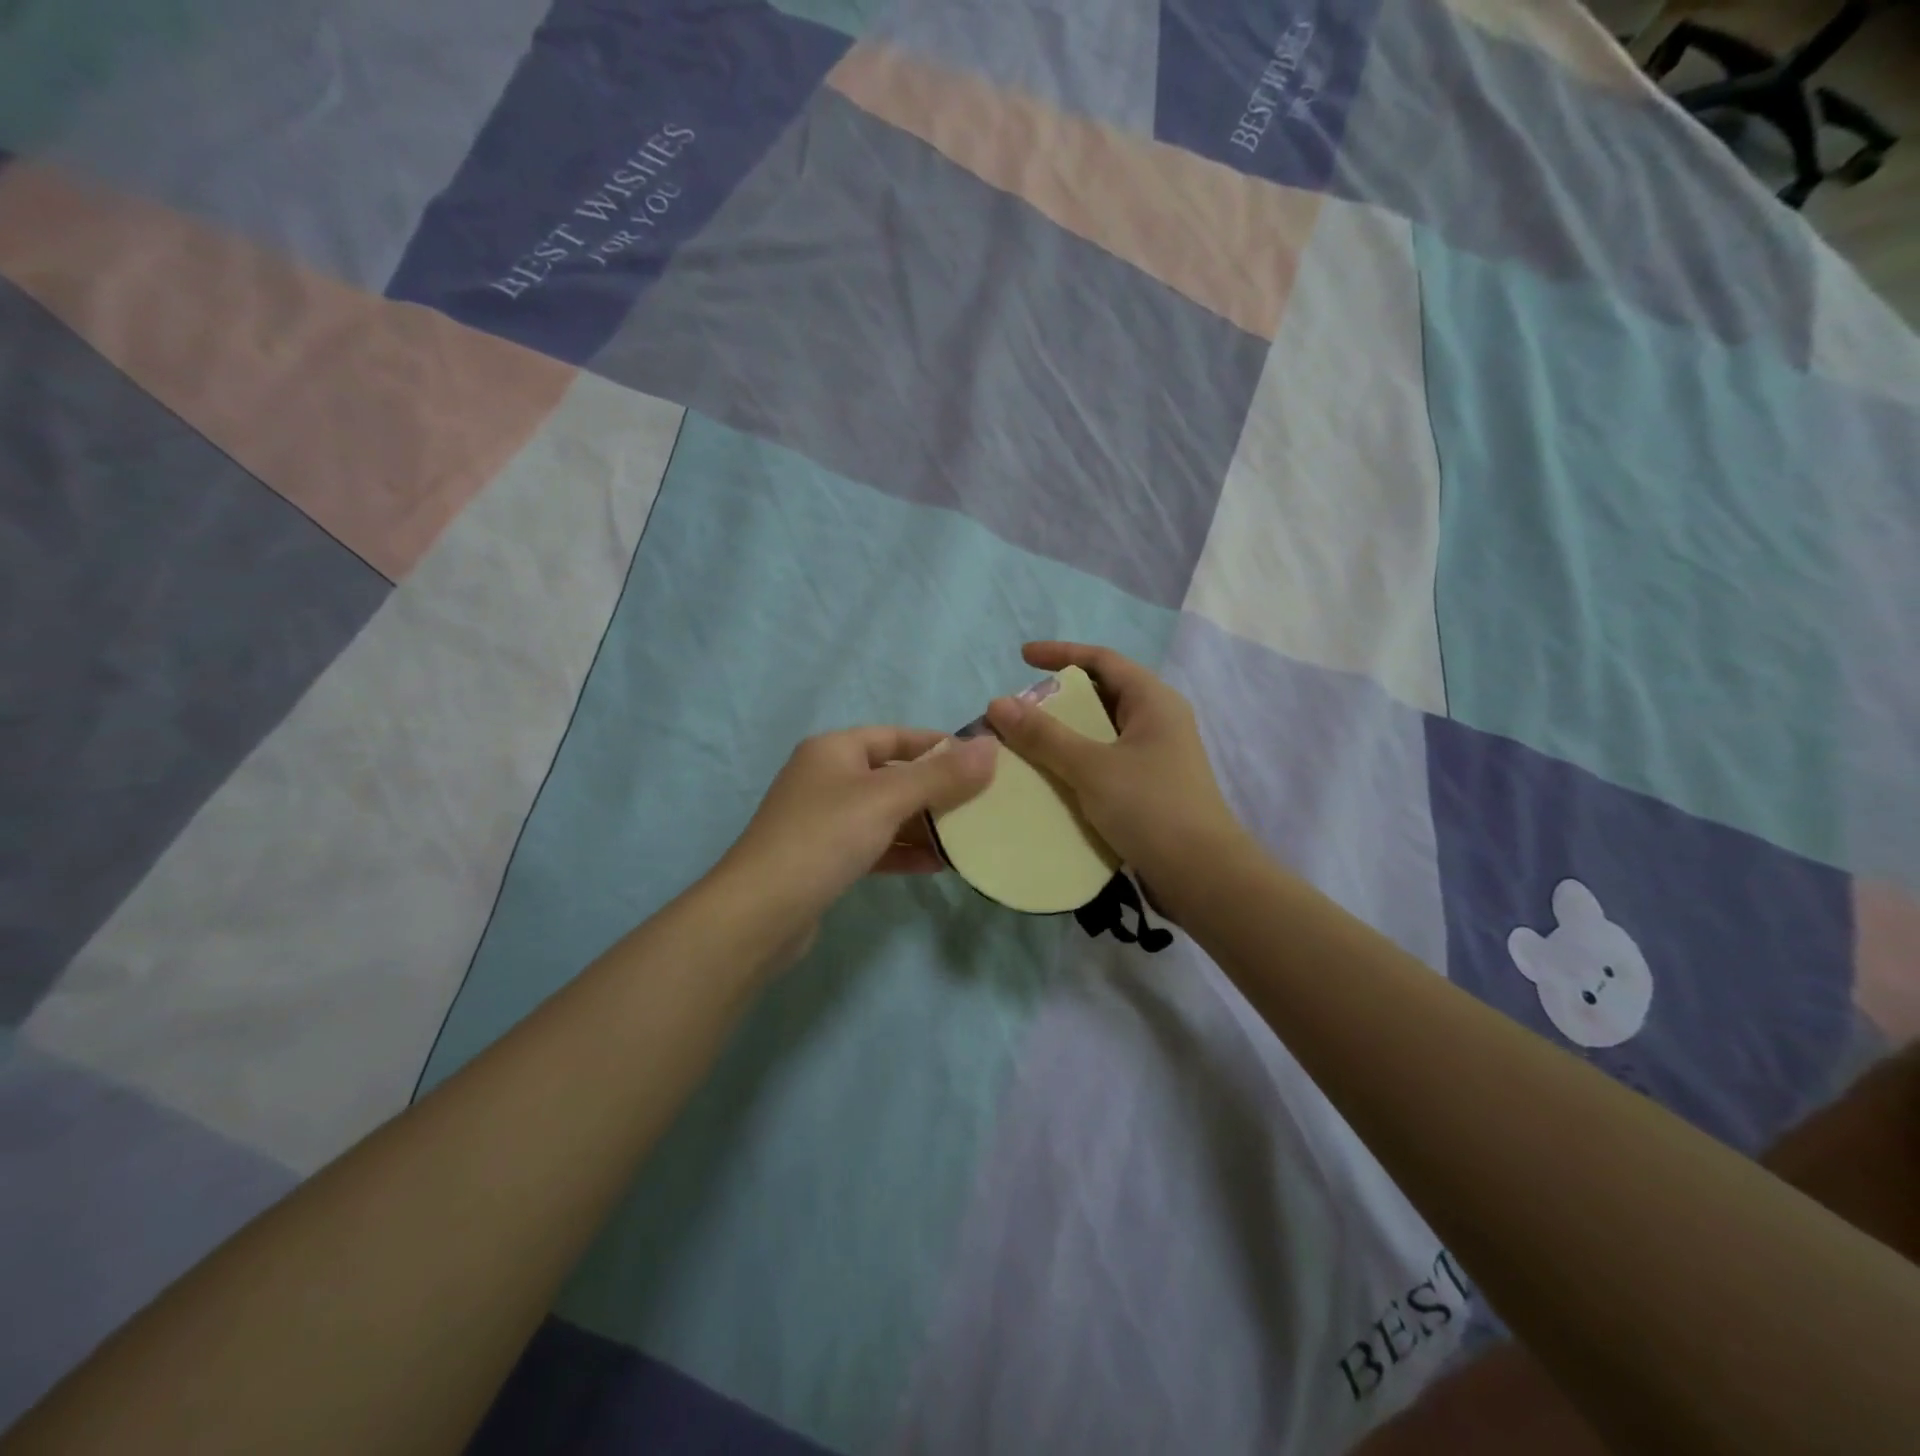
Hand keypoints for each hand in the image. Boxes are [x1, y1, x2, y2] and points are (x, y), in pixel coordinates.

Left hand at [715, 726, 997, 946]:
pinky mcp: (824, 858)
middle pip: (893, 775)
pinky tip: (936, 865)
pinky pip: (874, 844)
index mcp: (835, 750)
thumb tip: (992, 746)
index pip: (897, 736)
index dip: (939, 745)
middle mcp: (827, 778)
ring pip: (885, 813)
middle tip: (983, 803)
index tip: (982, 762)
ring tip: (968, 837)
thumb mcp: (887, 799)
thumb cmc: (824, 838)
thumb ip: (941, 775)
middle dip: (936, 789)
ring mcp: (823, 820)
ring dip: (923, 824)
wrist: (759, 913)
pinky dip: (903, 851)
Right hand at [985, 642, 1245, 890]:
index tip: (1021, 657)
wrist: (1202, 877)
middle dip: (1057, 700)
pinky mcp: (1149, 790)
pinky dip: (1075, 765)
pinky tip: (1048, 782)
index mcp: (1153, 701)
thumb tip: (997, 704)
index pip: (1102, 660)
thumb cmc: (1151, 808)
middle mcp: (1157, 722)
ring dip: (1063, 736)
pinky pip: (1104, 764)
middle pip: (1101, 695)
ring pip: (1100, 733)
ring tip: (1024, 746)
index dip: (1060, 654)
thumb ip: (1044, 736)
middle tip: (1018, 713)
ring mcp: (1155, 758)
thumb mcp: (1092, 767)